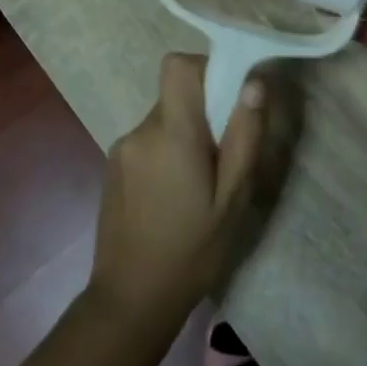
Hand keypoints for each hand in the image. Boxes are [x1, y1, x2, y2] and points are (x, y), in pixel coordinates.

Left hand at [87, 53, 266, 332]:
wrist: (131, 299)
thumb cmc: (192, 251)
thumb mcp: (232, 199)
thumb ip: (244, 137)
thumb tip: (254, 84)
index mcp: (171, 133)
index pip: (178, 66)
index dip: (204, 68)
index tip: (227, 97)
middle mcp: (140, 131)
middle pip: (175, 95)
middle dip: (202, 112)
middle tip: (222, 156)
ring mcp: (121, 148)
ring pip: (163, 119)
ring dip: (184, 136)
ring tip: (198, 185)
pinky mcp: (112, 166)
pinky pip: (148, 141)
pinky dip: (166, 153)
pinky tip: (174, 197)